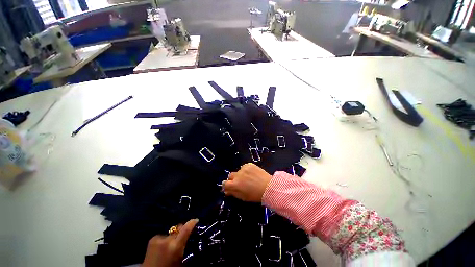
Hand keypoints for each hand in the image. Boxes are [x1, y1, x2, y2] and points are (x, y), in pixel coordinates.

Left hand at [142, 219, 198, 266]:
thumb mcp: (181, 262)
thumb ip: (185, 248)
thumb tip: (191, 239)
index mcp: (175, 246)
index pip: (186, 229)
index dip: (192, 222)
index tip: (196, 220)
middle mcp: (167, 239)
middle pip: (178, 229)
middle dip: (182, 231)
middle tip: (184, 237)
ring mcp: (158, 238)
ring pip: (171, 233)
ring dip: (173, 236)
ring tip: (171, 245)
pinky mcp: (152, 239)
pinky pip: (163, 236)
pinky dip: (165, 239)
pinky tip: (162, 247)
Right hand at [222, 163, 272, 201]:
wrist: (268, 186)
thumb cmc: (255, 195)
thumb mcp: (242, 197)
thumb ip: (233, 193)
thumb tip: (226, 191)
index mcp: (235, 185)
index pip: (224, 183)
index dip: (226, 185)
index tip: (229, 187)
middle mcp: (237, 175)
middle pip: (230, 176)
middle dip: (233, 179)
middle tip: (239, 183)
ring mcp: (243, 169)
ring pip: (238, 171)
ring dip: (240, 175)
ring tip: (248, 178)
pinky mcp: (249, 164)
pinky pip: (244, 167)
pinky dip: (246, 170)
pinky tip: (252, 174)